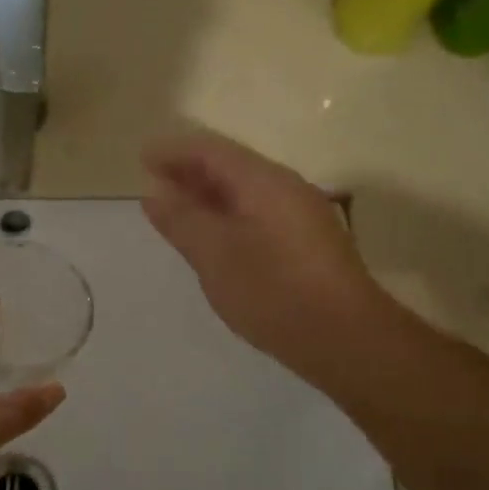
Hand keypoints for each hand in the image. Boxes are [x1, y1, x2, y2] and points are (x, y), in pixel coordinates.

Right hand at [141, 129, 380, 373]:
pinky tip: (212, 238)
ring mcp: (301, 216)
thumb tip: (154, 191)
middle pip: (230, 167)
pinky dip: (226, 216)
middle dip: (189, 171)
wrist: (347, 339)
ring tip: (174, 209)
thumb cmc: (274, 291)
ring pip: (245, 192)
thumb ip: (182, 219)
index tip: (141, 158)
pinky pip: (257, 213)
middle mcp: (286, 189)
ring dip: (207, 195)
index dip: (174, 151)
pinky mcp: (306, 244)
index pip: (211, 151)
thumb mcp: (215, 254)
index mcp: (264, 182)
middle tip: (152, 184)